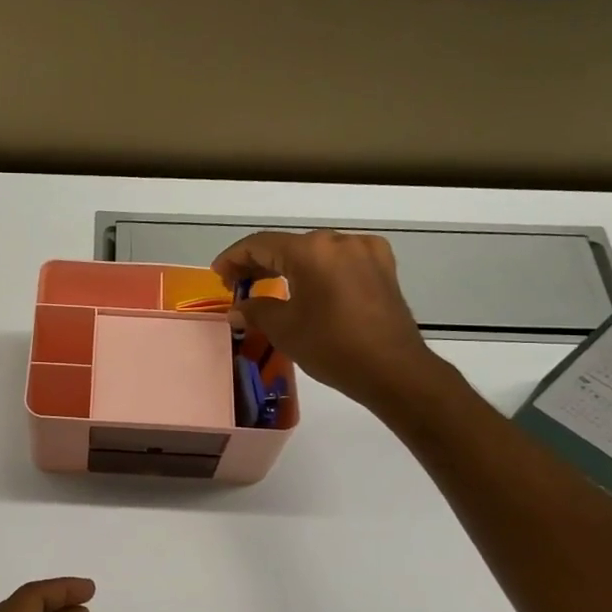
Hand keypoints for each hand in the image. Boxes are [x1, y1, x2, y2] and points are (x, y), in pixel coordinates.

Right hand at [213, 229, 445, 410]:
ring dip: (289, 266)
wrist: (393, 370)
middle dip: (260, 262)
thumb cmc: (332, 347)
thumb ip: (255, 310)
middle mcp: (339, 241)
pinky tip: (309, 288)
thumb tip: (238, 308)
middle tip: (237, 284)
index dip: (234, 258)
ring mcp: (366, 252)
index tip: (218, 274)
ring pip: (316, 252)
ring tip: (269, 286)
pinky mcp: (383, 268)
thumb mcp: (284, 329)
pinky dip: (318, 270)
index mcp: (311, 251)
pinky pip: (340, 261)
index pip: (261, 244)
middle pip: (289, 245)